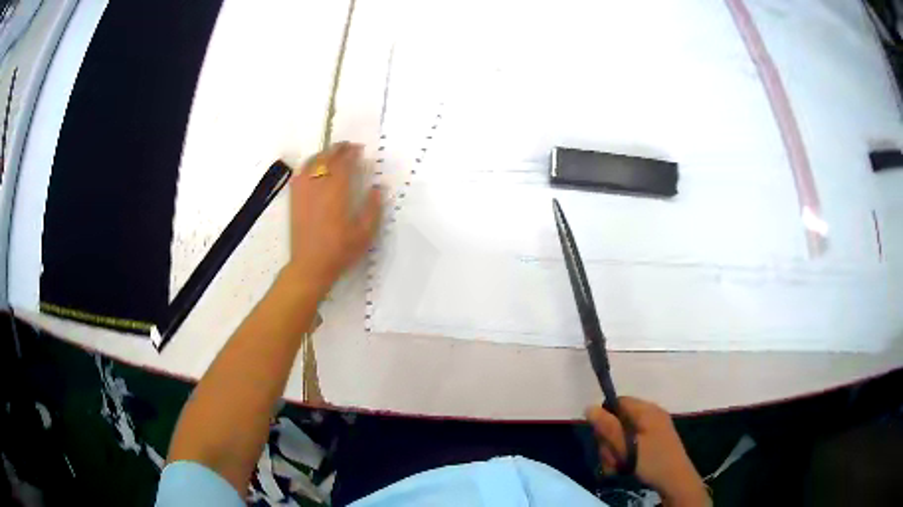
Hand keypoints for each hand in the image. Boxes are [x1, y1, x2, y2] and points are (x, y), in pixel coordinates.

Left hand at [284, 142, 381, 297]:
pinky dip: (307, 166)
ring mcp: (303, 192)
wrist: (311, 265)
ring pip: (311, 163)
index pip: (343, 164)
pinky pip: (299, 175)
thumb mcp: (365, 233)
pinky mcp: (295, 200)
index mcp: (337, 193)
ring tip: (332, 154)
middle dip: (337, 149)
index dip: (351, 153)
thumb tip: (378, 188)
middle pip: (326, 159)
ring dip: (322, 154)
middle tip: (347, 147)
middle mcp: (318, 187)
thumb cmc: (340, 251)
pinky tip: (313, 168)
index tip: (359, 149)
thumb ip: (373, 208)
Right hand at [586, 397, 707, 505]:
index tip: (600, 437)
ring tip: (616, 466)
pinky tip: (622, 467)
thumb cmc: (652, 460)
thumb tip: (588, 407)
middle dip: (609, 440)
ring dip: (614, 450)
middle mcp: (650, 415)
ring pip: (623, 434)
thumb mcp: (627, 446)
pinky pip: (632, 441)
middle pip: (618, 420)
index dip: (605, 417)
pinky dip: (624, 453)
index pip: (618, 402)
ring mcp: (653, 428)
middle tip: (610, 457)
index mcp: (646, 410)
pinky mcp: (653, 441)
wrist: (675, 480)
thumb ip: (608, 427)